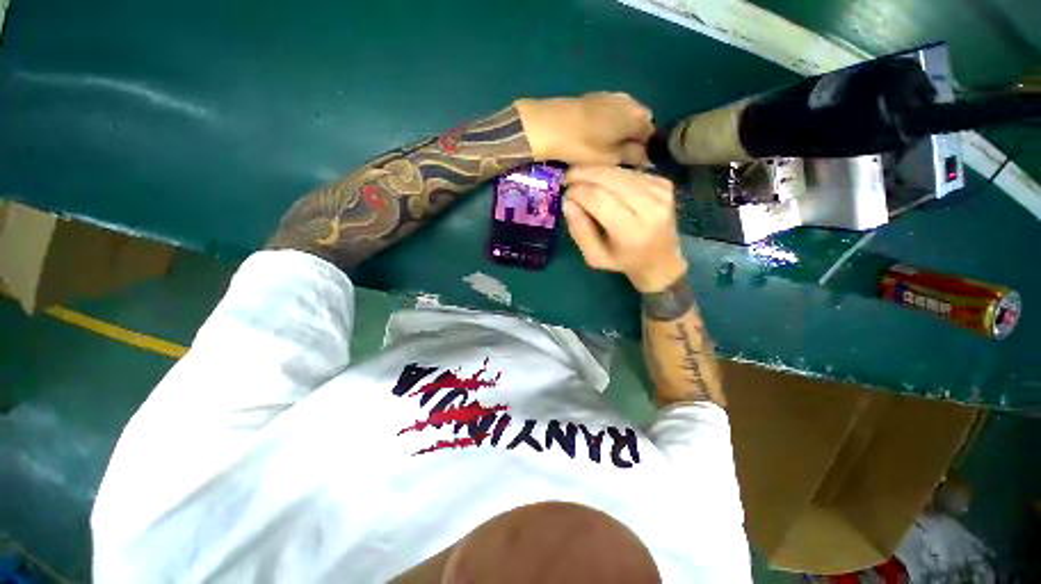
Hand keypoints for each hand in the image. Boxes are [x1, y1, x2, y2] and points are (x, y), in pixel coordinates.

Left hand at [515, 93, 653, 166]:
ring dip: (624, 130)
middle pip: (642, 122)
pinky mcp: (596, 96)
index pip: (652, 134)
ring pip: (627, 115)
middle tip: (622, 157)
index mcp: (636, 117)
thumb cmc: (580, 146)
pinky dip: (613, 122)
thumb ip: (631, 157)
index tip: (636, 164)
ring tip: (610, 147)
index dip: (647, 150)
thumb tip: (647, 158)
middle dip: (636, 138)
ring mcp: (612, 96)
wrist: (547, 125)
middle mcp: (629, 102)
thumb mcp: (608, 159)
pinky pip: (614, 110)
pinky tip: (600, 134)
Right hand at [564, 166, 687, 291]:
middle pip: (610, 179)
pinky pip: (630, 172)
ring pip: (619, 171)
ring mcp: (661, 192)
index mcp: (632, 232)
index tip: (566, 193)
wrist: (662, 259)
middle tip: (568, 177)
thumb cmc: (623, 261)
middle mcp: (651, 208)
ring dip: (597, 171)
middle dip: (585, 174)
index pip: (599, 199)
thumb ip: (579, 230)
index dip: (578, 191)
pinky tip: (605, 183)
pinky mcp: (664, 183)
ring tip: (583, 179)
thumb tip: (568, 200)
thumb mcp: (594, 257)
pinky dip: (613, 174)